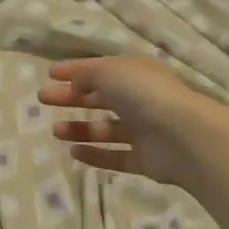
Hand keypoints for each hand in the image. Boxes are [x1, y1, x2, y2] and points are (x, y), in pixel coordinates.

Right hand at [37, 57, 225, 186]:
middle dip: (71, 97)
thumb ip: (87, 75)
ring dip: (80, 128)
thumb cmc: (144, 94)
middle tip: (44, 100)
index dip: (75, 70)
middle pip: (100, 97)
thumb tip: (75, 84)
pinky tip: (73, 153)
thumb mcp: (109, 72)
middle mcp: (140, 99)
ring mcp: (144, 131)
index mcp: (135, 73)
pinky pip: (115, 156)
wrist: (184, 137)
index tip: (50, 75)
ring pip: (106, 128)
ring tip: (56, 131)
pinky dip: (95, 154)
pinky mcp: (145, 160)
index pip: (100, 68)